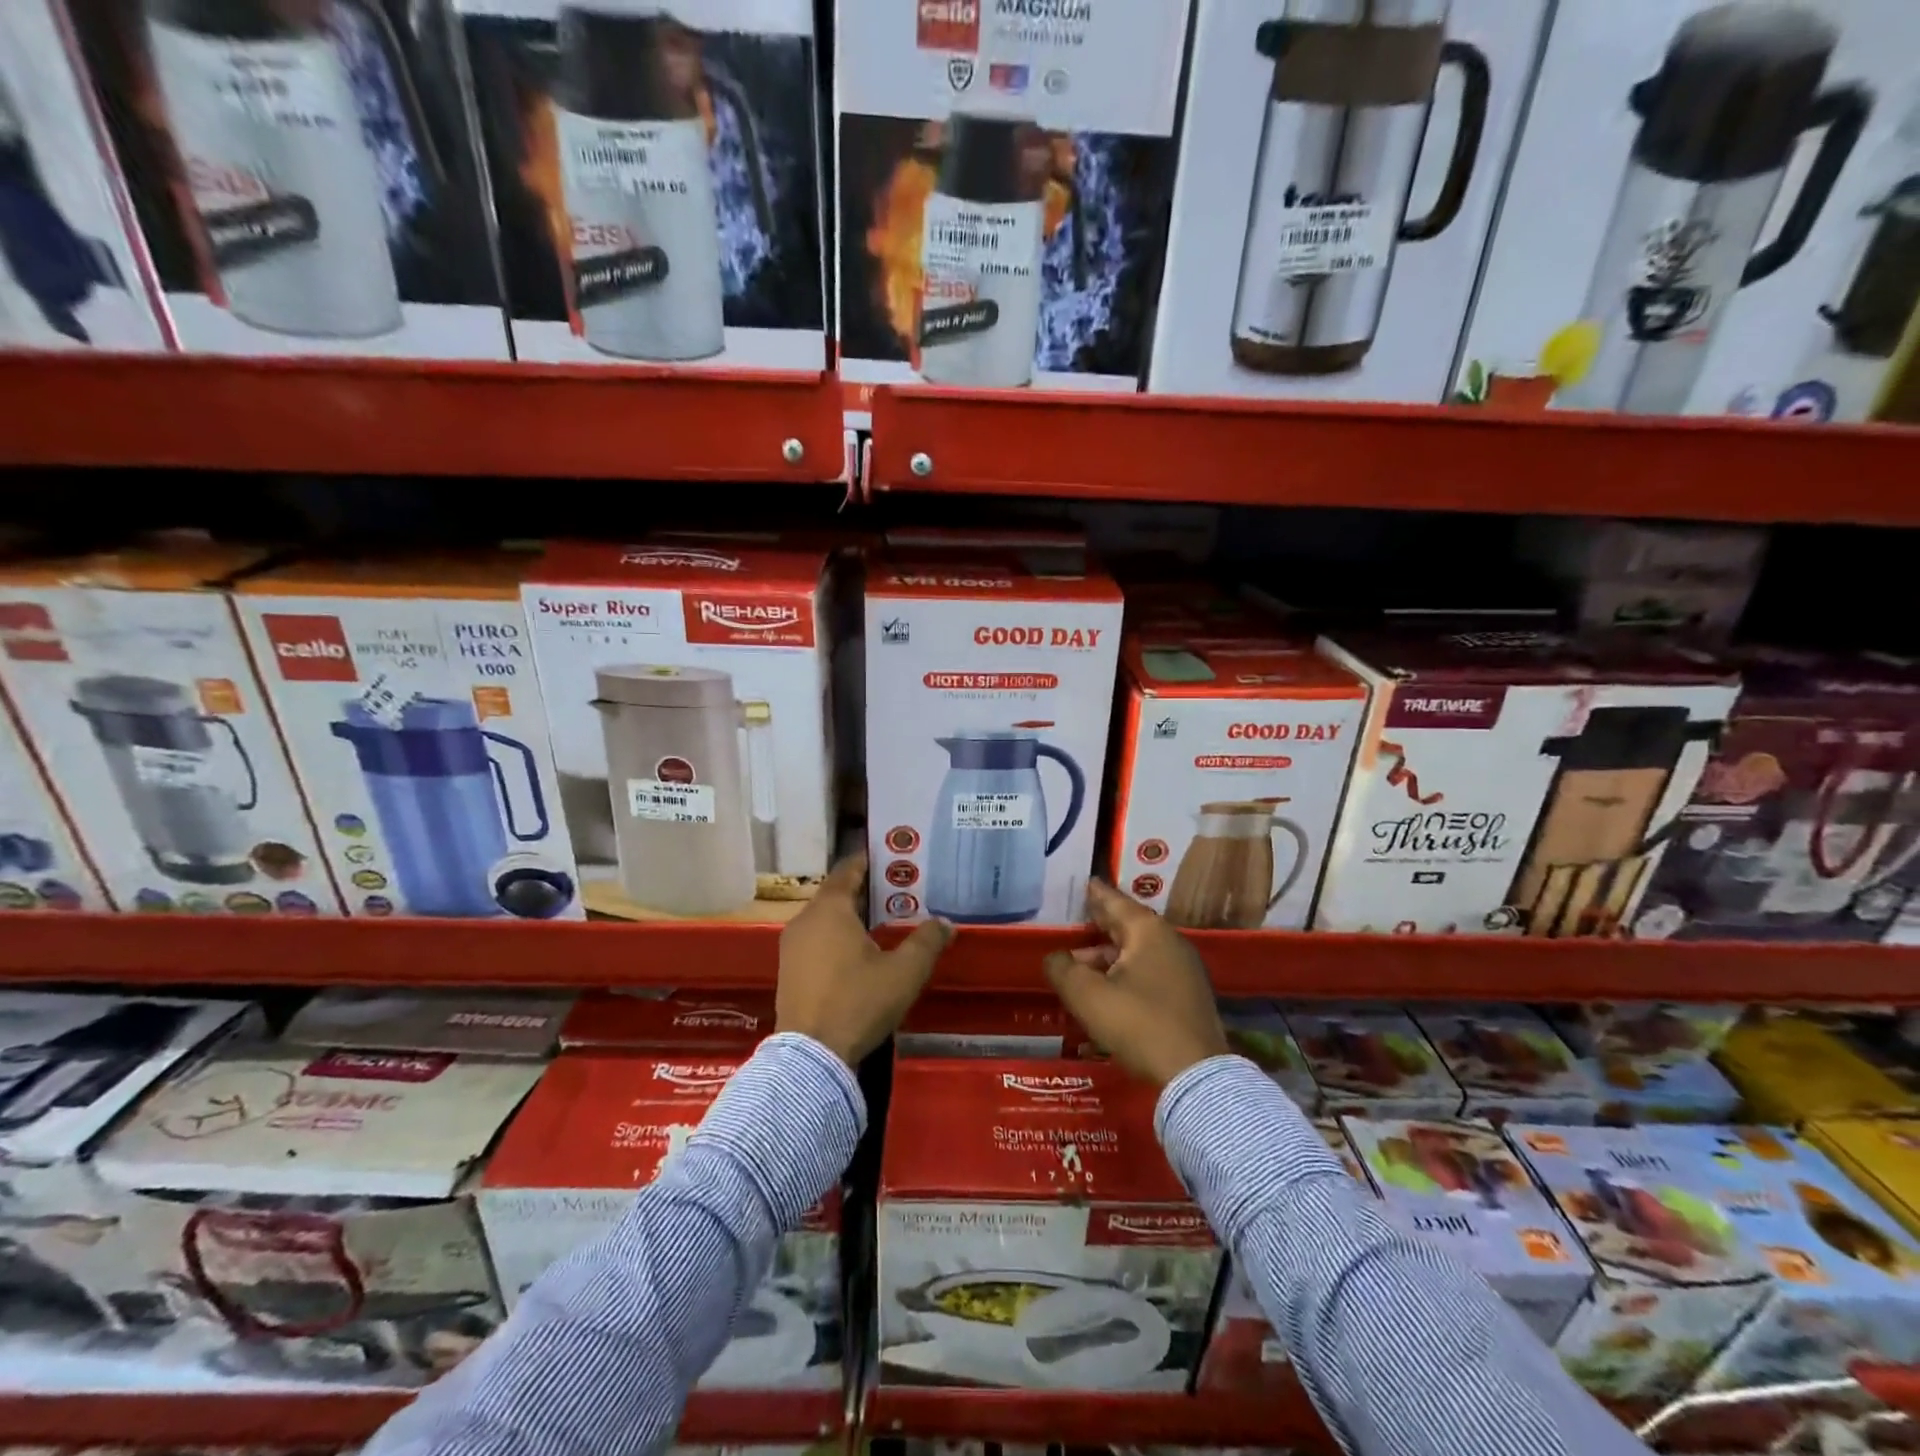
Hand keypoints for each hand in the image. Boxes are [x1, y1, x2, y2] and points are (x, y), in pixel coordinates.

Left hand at [777, 854, 951, 1066]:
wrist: (811, 1058)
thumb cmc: (859, 1001)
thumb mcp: (904, 972)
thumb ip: (927, 941)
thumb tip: (946, 923)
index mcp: (830, 909)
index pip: (849, 869)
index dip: (871, 860)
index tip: (894, 857)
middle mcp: (805, 920)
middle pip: (838, 894)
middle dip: (868, 891)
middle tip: (900, 891)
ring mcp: (792, 947)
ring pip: (826, 919)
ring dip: (853, 917)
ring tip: (885, 922)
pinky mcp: (789, 971)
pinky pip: (817, 941)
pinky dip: (838, 938)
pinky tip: (861, 953)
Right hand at [1044, 880, 1227, 1086]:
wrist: (1194, 1075)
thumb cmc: (1137, 1023)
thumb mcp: (1087, 995)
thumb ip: (1063, 969)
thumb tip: (1054, 957)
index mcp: (1148, 932)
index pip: (1116, 902)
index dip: (1096, 894)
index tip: (1084, 882)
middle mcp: (1170, 943)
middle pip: (1128, 927)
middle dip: (1099, 927)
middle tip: (1076, 923)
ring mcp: (1184, 971)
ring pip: (1138, 953)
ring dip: (1108, 958)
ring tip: (1081, 968)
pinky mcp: (1188, 997)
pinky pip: (1150, 973)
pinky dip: (1125, 974)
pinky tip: (1107, 991)